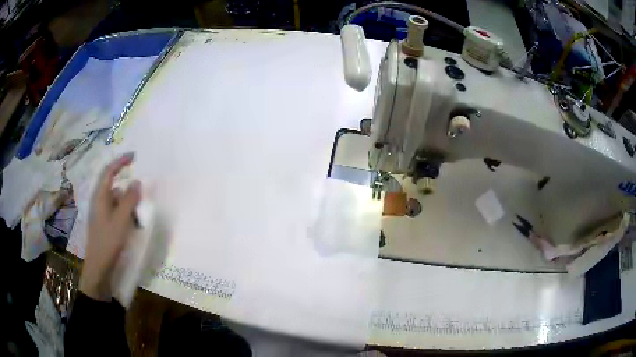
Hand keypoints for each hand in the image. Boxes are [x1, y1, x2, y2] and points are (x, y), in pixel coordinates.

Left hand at [79, 154, 141, 300]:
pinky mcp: (106, 224)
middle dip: (129, 189)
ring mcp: (102, 214)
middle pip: (115, 187)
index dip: (120, 162)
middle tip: (142, 195)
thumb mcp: (121, 220)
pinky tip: (133, 226)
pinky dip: (126, 215)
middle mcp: (100, 202)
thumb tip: (137, 182)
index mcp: (100, 196)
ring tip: (139, 217)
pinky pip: (118, 213)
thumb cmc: (108, 242)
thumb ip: (129, 200)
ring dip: (129, 205)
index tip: (134, 156)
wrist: (99, 268)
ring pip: (118, 201)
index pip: (109, 171)